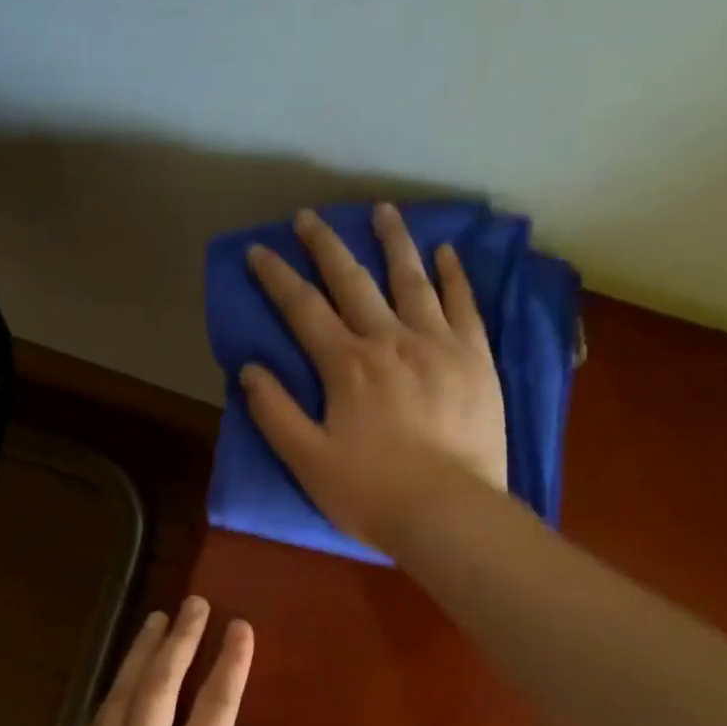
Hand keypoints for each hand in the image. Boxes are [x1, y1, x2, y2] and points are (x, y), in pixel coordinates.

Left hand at [35, 597, 280, 725]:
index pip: (213, 711)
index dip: (229, 665)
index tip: (240, 628)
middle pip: (161, 687)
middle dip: (181, 641)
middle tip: (195, 604)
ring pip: (123, 693)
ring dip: (142, 652)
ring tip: (158, 617)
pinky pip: (100, 716)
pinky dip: (116, 684)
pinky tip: (126, 669)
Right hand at [241, 203, 508, 552]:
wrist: (449, 514)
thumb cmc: (371, 494)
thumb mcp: (307, 461)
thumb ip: (276, 413)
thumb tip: (250, 370)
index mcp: (346, 366)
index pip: (303, 309)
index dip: (277, 278)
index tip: (259, 250)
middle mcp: (390, 340)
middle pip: (353, 281)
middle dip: (326, 246)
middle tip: (309, 216)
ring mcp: (438, 344)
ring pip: (412, 280)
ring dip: (393, 242)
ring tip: (382, 211)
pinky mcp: (475, 359)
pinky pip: (464, 304)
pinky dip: (453, 275)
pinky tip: (446, 253)